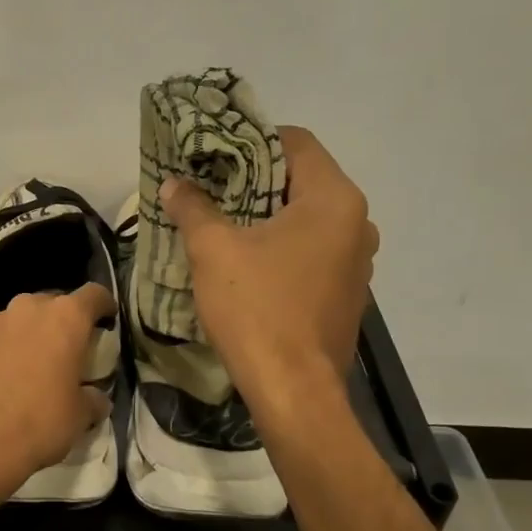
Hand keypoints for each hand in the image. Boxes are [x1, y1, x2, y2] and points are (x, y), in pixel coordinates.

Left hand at [0, 283, 114, 494]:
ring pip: (14, 321)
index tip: (106, 319)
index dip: (103, 305)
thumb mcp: (79, 418)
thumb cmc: (37, 423)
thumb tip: (96, 398)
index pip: (94, 294)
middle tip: (61, 352)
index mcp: (64, 319)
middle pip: (50, 305)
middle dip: (58, 324)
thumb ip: (92, 399)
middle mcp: (26, 309)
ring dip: (22, 338)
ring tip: (21, 369)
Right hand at [158, 126, 377, 415]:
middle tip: (210, 186)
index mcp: (333, 200)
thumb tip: (174, 184)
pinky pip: (312, 249)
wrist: (293, 390)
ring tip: (222, 222)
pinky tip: (247, 261)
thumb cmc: (257, 307)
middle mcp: (357, 223)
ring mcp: (357, 260)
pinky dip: (282, 244)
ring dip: (267, 214)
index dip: (252, 140)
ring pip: (307, 217)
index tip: (215, 154)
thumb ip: (193, 207)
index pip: (296, 142)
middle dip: (254, 179)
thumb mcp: (213, 249)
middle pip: (302, 179)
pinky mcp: (347, 291)